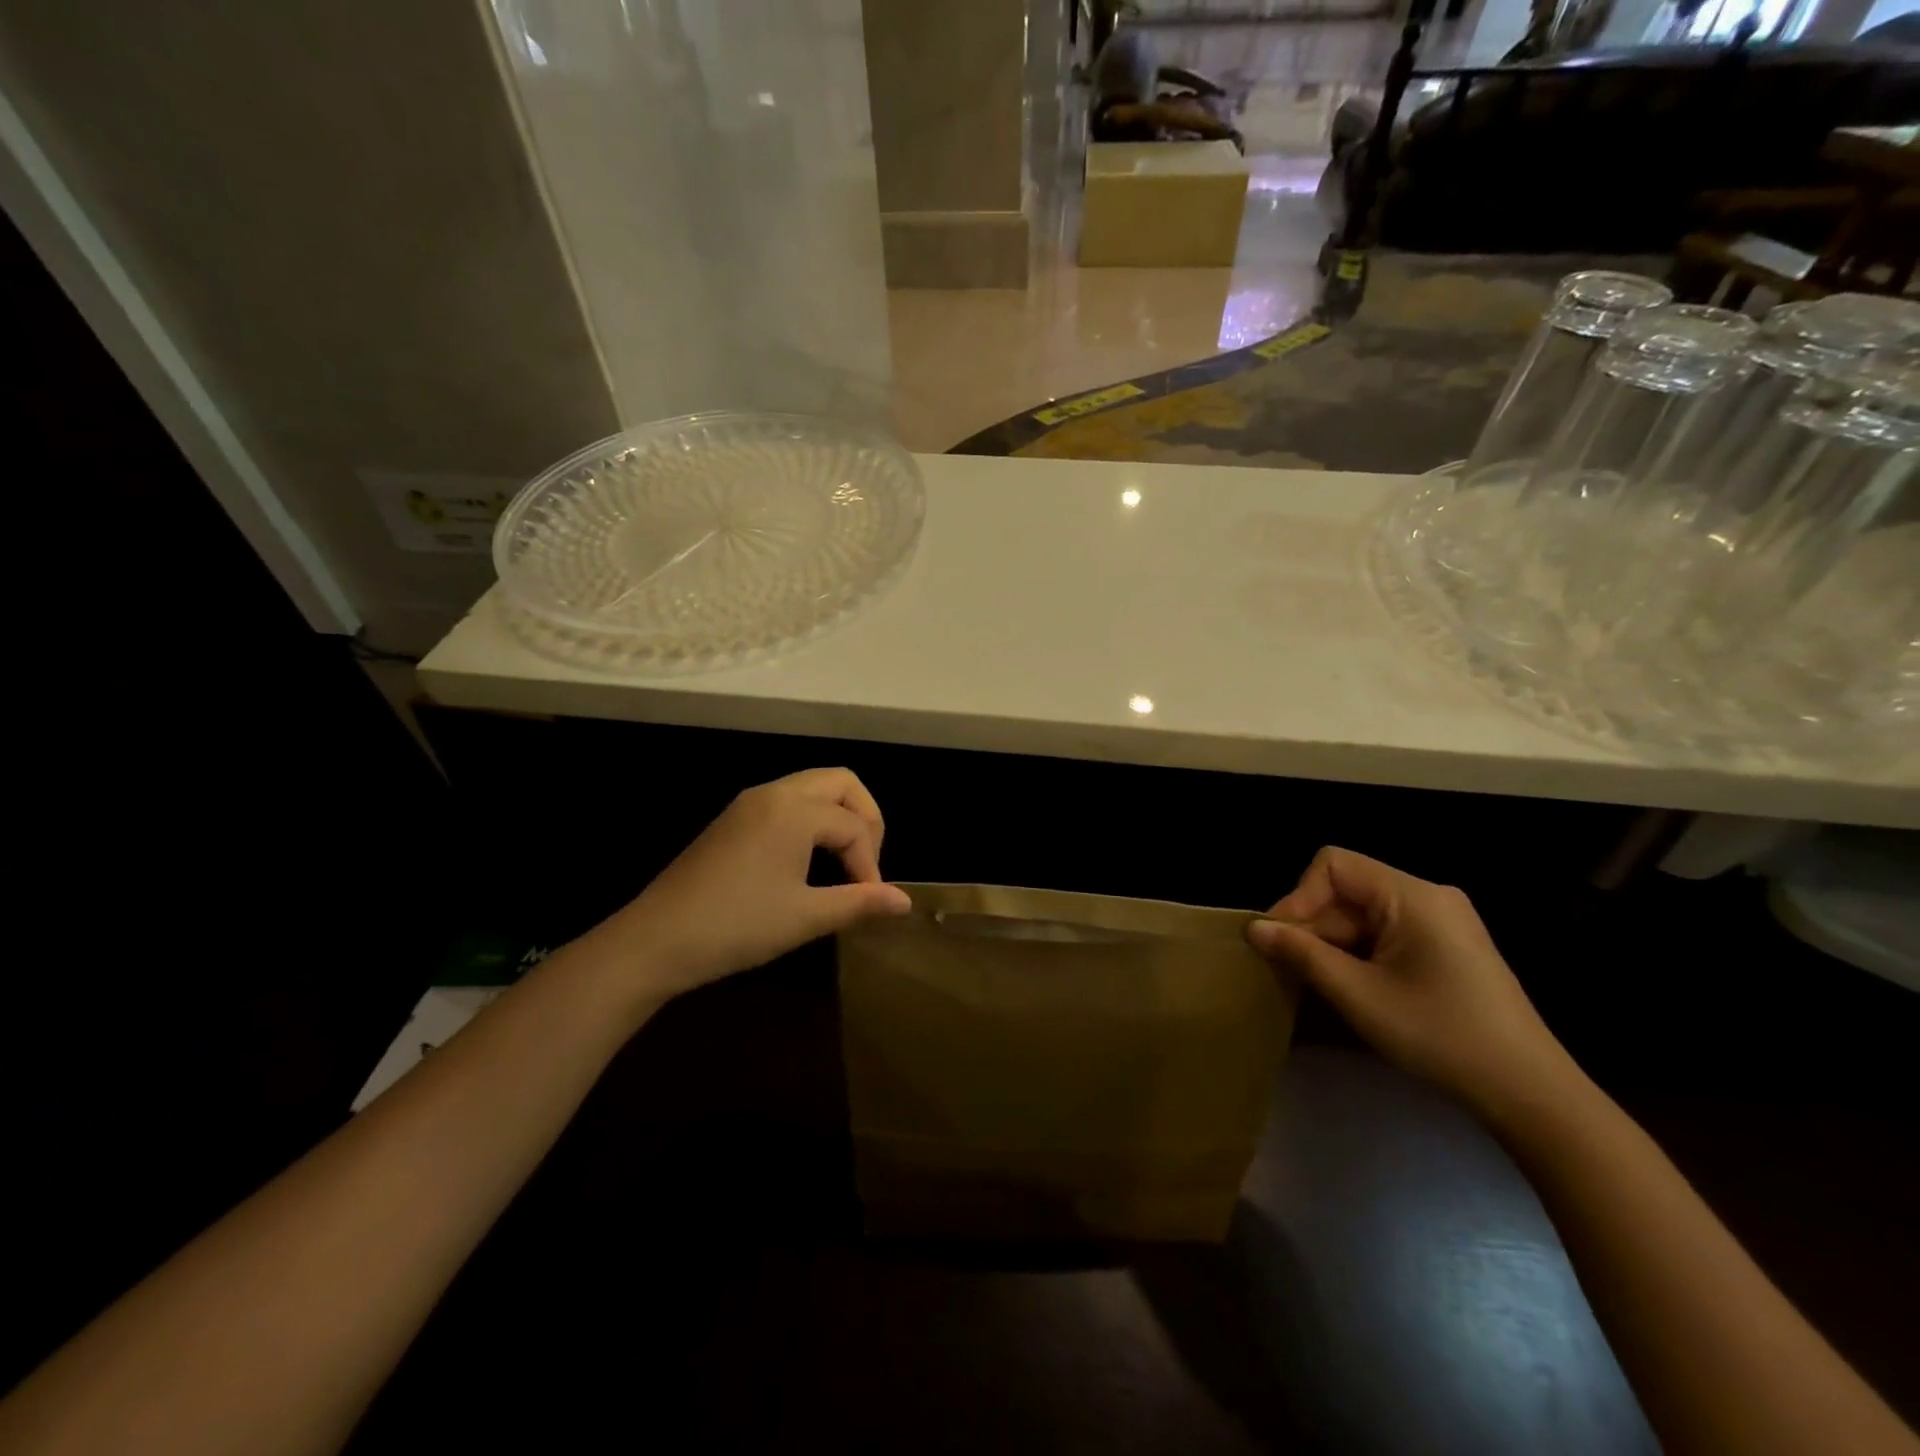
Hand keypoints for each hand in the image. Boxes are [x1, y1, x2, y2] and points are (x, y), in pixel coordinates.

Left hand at [593, 769, 911, 998]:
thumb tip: (906, 902)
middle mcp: (773, 793)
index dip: (871, 865)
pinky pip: (787, 802)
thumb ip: (859, 903)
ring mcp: (749, 803)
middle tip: (864, 866)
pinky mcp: (733, 819)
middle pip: (841, 783)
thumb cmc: (736, 926)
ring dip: (838, 817)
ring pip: (812, 788)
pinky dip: (811, 820)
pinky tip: (805, 862)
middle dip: (865, 819)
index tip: (869, 903)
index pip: (855, 826)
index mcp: (794, 810)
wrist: (654, 941)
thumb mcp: (805, 917)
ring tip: (842, 865)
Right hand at [1246, 847, 1577, 1120]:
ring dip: (1333, 944)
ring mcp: (1441, 921)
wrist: (1530, 1093)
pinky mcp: (1446, 946)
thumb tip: (1253, 928)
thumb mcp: (1359, 996)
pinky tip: (1351, 987)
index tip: (1281, 942)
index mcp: (1413, 895)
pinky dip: (1358, 954)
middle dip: (1314, 926)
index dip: (1298, 897)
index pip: (1333, 865)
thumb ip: (1302, 954)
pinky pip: (1385, 933)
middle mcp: (1428, 896)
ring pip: (1362, 914)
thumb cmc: (1440, 1035)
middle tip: (1291, 971)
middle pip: (1347, 891)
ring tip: (1318, 984)